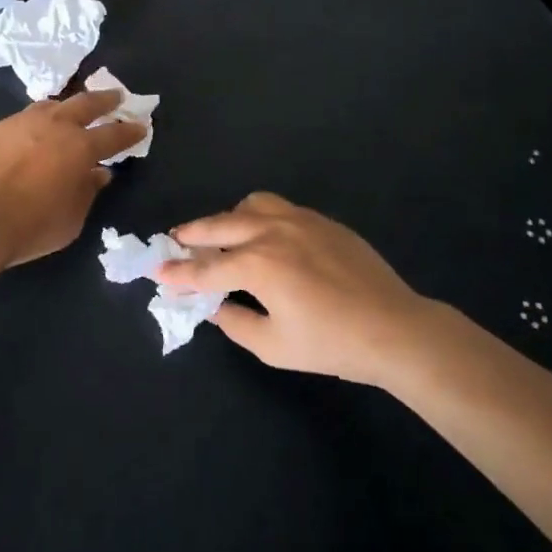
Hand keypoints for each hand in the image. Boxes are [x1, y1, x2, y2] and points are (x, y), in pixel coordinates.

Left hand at [0, 89, 146, 267]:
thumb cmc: (30, 226)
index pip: (114, 134)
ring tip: (70, 110)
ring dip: (66, 107)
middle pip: (85, 104)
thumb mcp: (71, 219)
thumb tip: (98, 174)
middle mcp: (53, 126)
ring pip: (50, 105)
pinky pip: (20, 120)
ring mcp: (20, 123)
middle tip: (115, 97)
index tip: (141, 126)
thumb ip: (87, 192)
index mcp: (79, 148)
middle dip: (104, 100)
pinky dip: (34, 124)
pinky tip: (29, 135)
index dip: (129, 131)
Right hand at [155, 192, 429, 384]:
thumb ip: (235, 322)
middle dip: (192, 234)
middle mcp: (272, 232)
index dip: (179, 274)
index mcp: (258, 265)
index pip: (206, 269)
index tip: (158, 273)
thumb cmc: (332, 344)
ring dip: (229, 219)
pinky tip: (264, 237)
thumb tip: (215, 306)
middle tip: (175, 242)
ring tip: (224, 237)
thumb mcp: (274, 346)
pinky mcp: (320, 220)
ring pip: (250, 205)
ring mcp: (298, 220)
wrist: (394, 327)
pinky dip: (259, 216)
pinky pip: (278, 207)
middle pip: (219, 225)